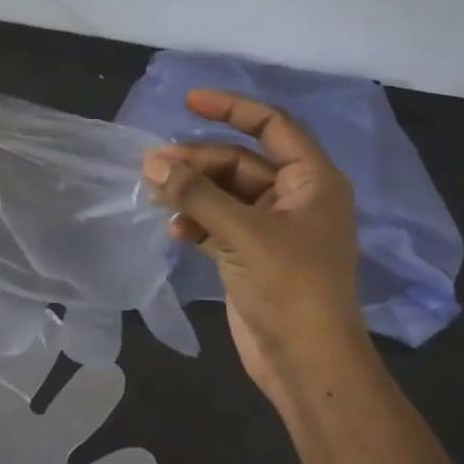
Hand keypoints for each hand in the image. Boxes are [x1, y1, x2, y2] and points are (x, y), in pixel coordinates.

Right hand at [141, 89, 366, 400]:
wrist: (307, 362)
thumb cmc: (290, 288)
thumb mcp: (243, 233)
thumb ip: (196, 195)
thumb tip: (151, 163)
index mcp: (312, 181)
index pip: (272, 125)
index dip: (231, 108)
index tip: (188, 102)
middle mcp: (294, 198)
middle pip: (239, 161)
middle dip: (197, 162)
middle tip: (153, 167)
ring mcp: (272, 228)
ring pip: (223, 193)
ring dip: (191, 192)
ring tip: (155, 196)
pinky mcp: (251, 254)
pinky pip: (217, 223)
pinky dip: (195, 222)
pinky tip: (174, 232)